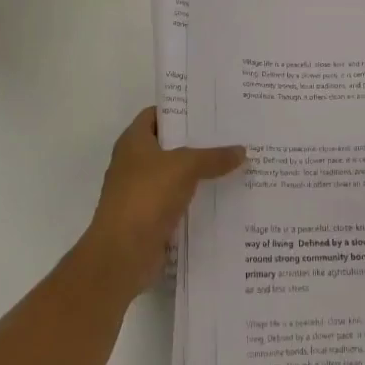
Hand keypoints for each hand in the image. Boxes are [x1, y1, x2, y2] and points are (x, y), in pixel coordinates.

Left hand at [82, 108, 244, 295]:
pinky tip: (223, 197)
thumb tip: (242, 150)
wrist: (122, 255)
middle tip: (231, 134)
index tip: (210, 108)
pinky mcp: (151, 219)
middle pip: (170, 145)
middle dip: (198, 142)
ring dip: (200, 173)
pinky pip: (178, 202)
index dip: (181, 109)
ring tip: (234, 164)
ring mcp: (141, 192)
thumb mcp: (185, 167)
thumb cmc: (146, 196)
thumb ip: (213, 157)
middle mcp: (134, 163)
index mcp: (134, 141)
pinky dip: (196, 200)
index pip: (157, 114)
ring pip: (176, 175)